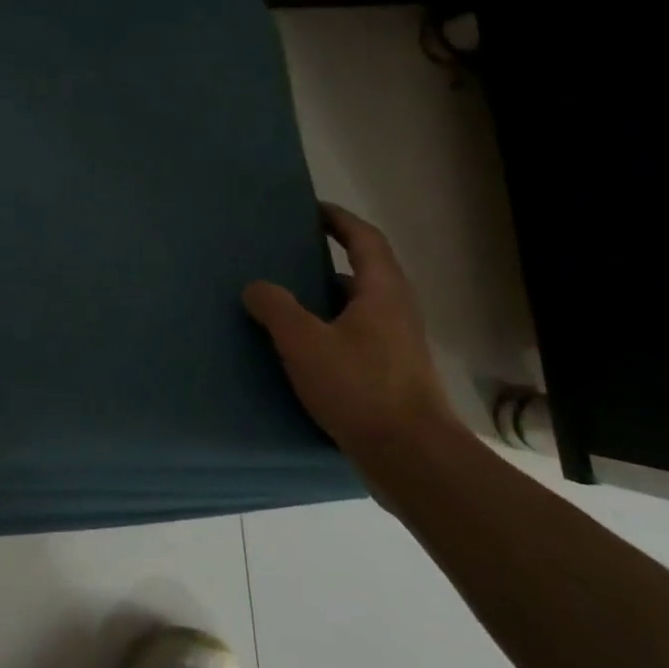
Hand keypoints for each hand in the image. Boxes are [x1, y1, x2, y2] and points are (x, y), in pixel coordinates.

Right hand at [243, 204, 461, 457]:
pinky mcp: (390, 376)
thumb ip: (276, 308)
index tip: (311, 210)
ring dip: (324, 301)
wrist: (412, 457)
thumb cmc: (360, 388)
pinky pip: (354, 338)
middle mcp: (395, 312)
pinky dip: (327, 332)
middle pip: (362, 273)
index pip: (364, 239)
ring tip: (283, 304)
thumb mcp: (305, 342)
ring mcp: (396, 346)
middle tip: (285, 259)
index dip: (339, 220)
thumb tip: (256, 287)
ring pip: (356, 310)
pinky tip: (299, 352)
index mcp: (382, 291)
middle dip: (325, 262)